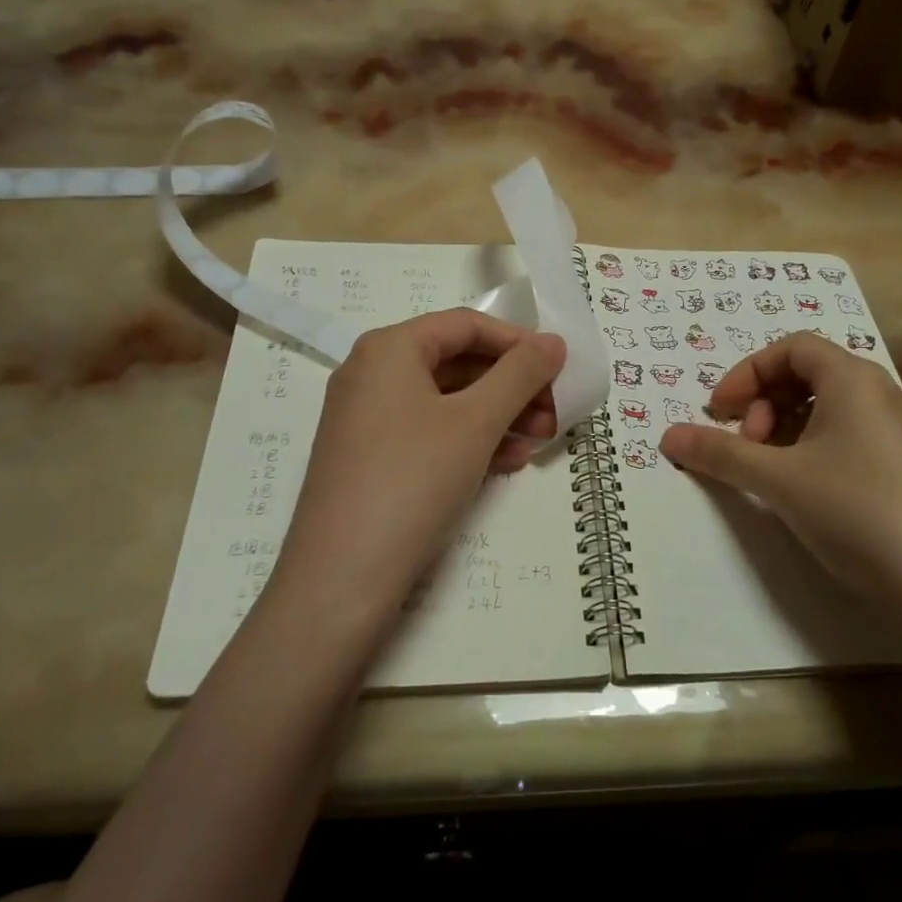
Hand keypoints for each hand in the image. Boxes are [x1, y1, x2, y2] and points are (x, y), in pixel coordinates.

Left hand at [274, 309, 565, 625]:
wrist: (343, 576)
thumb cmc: (413, 480)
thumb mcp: (475, 422)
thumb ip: (520, 375)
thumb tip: (553, 342)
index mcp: (389, 349)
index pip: (466, 325)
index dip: (518, 342)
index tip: (558, 368)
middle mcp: (372, 374)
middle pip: (457, 363)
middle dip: (512, 387)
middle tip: (556, 412)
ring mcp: (368, 419)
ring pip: (447, 403)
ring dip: (499, 417)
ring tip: (540, 440)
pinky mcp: (371, 459)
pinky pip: (430, 434)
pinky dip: (471, 442)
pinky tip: (508, 464)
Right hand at [658, 333, 901, 609]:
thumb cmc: (853, 509)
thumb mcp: (776, 478)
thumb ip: (719, 452)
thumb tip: (667, 436)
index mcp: (853, 379)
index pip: (792, 348)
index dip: (747, 373)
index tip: (718, 411)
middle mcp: (880, 394)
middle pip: (808, 375)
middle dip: (764, 403)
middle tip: (747, 446)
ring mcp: (898, 431)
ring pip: (827, 409)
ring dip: (785, 429)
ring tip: (768, 471)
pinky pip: (847, 436)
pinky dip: (811, 449)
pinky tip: (801, 489)